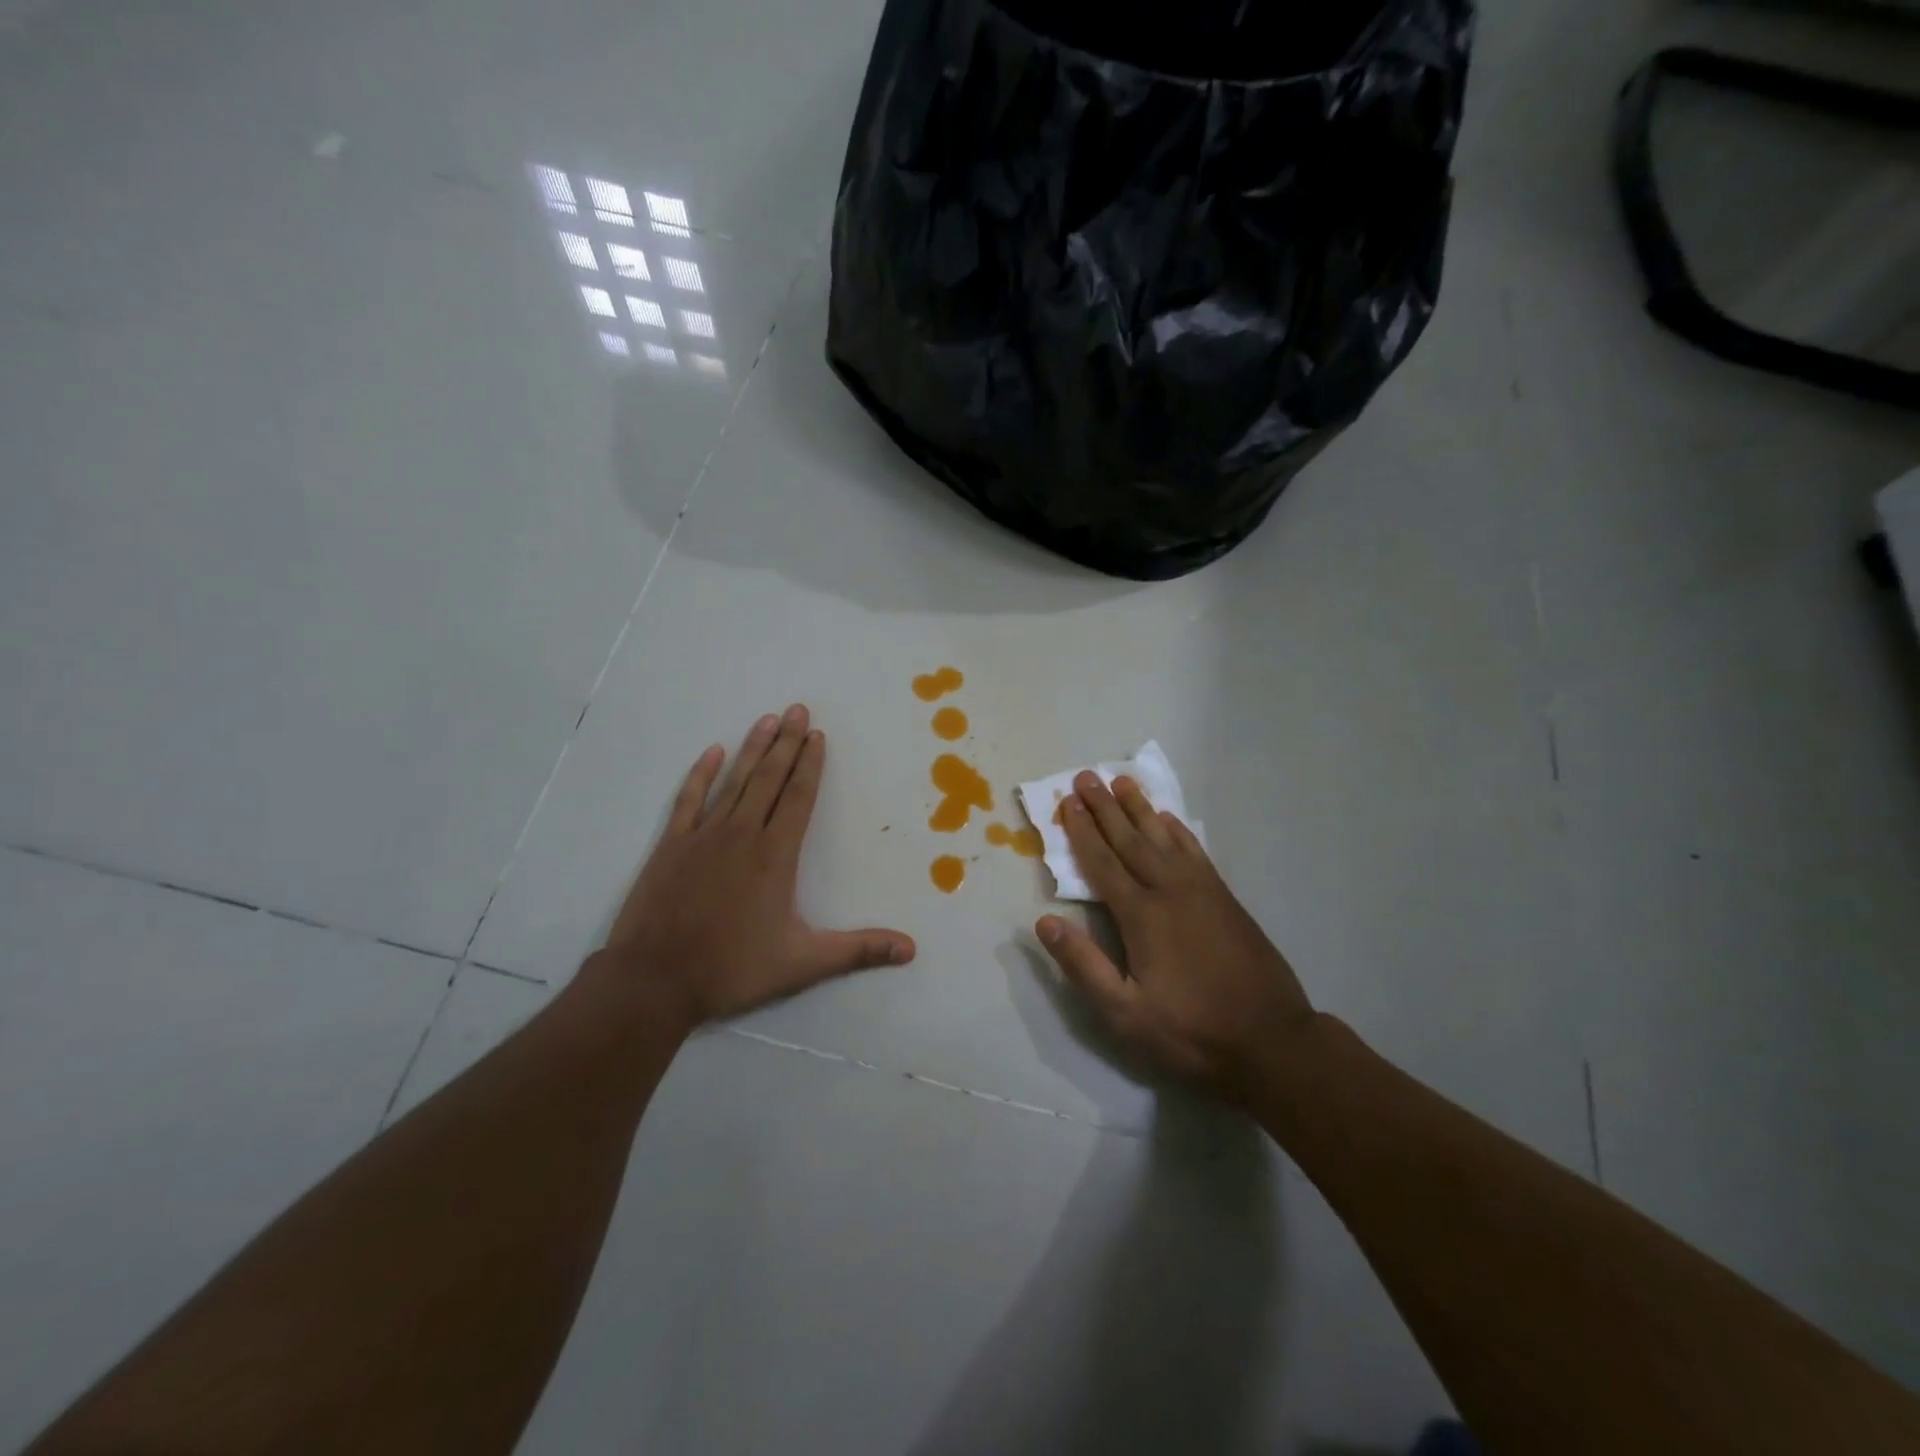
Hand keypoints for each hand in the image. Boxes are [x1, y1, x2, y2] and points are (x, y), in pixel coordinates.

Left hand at [601, 705, 915, 1026]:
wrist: (653, 980)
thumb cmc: (732, 968)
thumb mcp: (803, 964)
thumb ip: (858, 951)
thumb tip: (911, 949)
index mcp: (775, 855)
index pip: (798, 798)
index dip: (811, 765)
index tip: (818, 736)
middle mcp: (742, 835)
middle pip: (769, 779)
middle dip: (787, 743)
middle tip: (798, 709)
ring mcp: (703, 836)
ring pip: (734, 782)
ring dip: (753, 749)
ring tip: (768, 719)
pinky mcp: (671, 845)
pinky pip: (689, 799)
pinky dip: (701, 774)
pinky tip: (712, 752)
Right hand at [1036, 772, 1315, 1103]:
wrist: (1272, 1041)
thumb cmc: (1191, 1031)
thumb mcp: (1125, 1013)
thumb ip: (1083, 965)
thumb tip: (1044, 922)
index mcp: (1141, 916)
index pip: (1102, 863)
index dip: (1082, 831)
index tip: (1067, 801)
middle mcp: (1170, 890)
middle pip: (1130, 839)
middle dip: (1105, 807)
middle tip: (1087, 776)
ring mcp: (1202, 891)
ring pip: (1163, 837)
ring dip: (1140, 808)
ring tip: (1123, 781)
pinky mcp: (1225, 898)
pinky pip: (1195, 851)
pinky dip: (1178, 830)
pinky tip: (1169, 819)